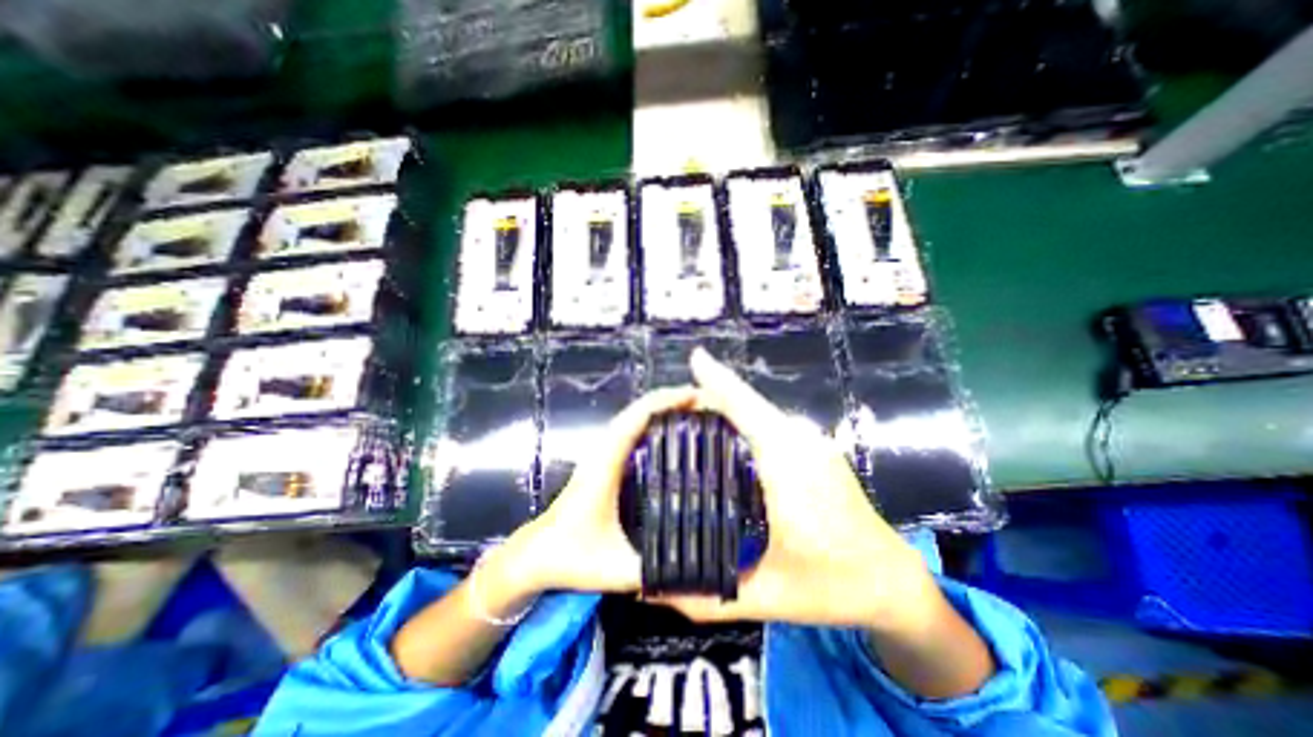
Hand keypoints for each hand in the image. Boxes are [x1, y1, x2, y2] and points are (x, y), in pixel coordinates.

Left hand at [501, 386, 703, 598]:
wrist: (535, 554)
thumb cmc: (570, 557)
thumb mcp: (614, 570)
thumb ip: (653, 571)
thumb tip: (697, 567)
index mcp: (605, 466)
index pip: (635, 420)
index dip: (665, 402)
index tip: (695, 397)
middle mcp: (603, 451)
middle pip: (637, 410)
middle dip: (670, 399)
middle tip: (705, 402)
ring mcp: (602, 453)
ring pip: (633, 417)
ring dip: (661, 406)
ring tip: (693, 409)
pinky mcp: (603, 460)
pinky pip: (630, 430)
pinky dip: (651, 419)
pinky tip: (670, 429)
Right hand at [657, 348, 943, 633]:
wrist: (893, 581)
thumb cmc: (833, 587)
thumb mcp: (767, 598)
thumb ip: (705, 597)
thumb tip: (650, 588)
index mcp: (789, 469)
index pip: (748, 411)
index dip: (720, 382)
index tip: (696, 358)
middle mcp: (802, 445)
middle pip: (752, 404)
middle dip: (715, 392)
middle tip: (675, 403)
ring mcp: (813, 443)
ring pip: (763, 411)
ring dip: (730, 404)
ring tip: (693, 415)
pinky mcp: (816, 448)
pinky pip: (773, 422)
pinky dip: (746, 417)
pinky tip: (727, 433)